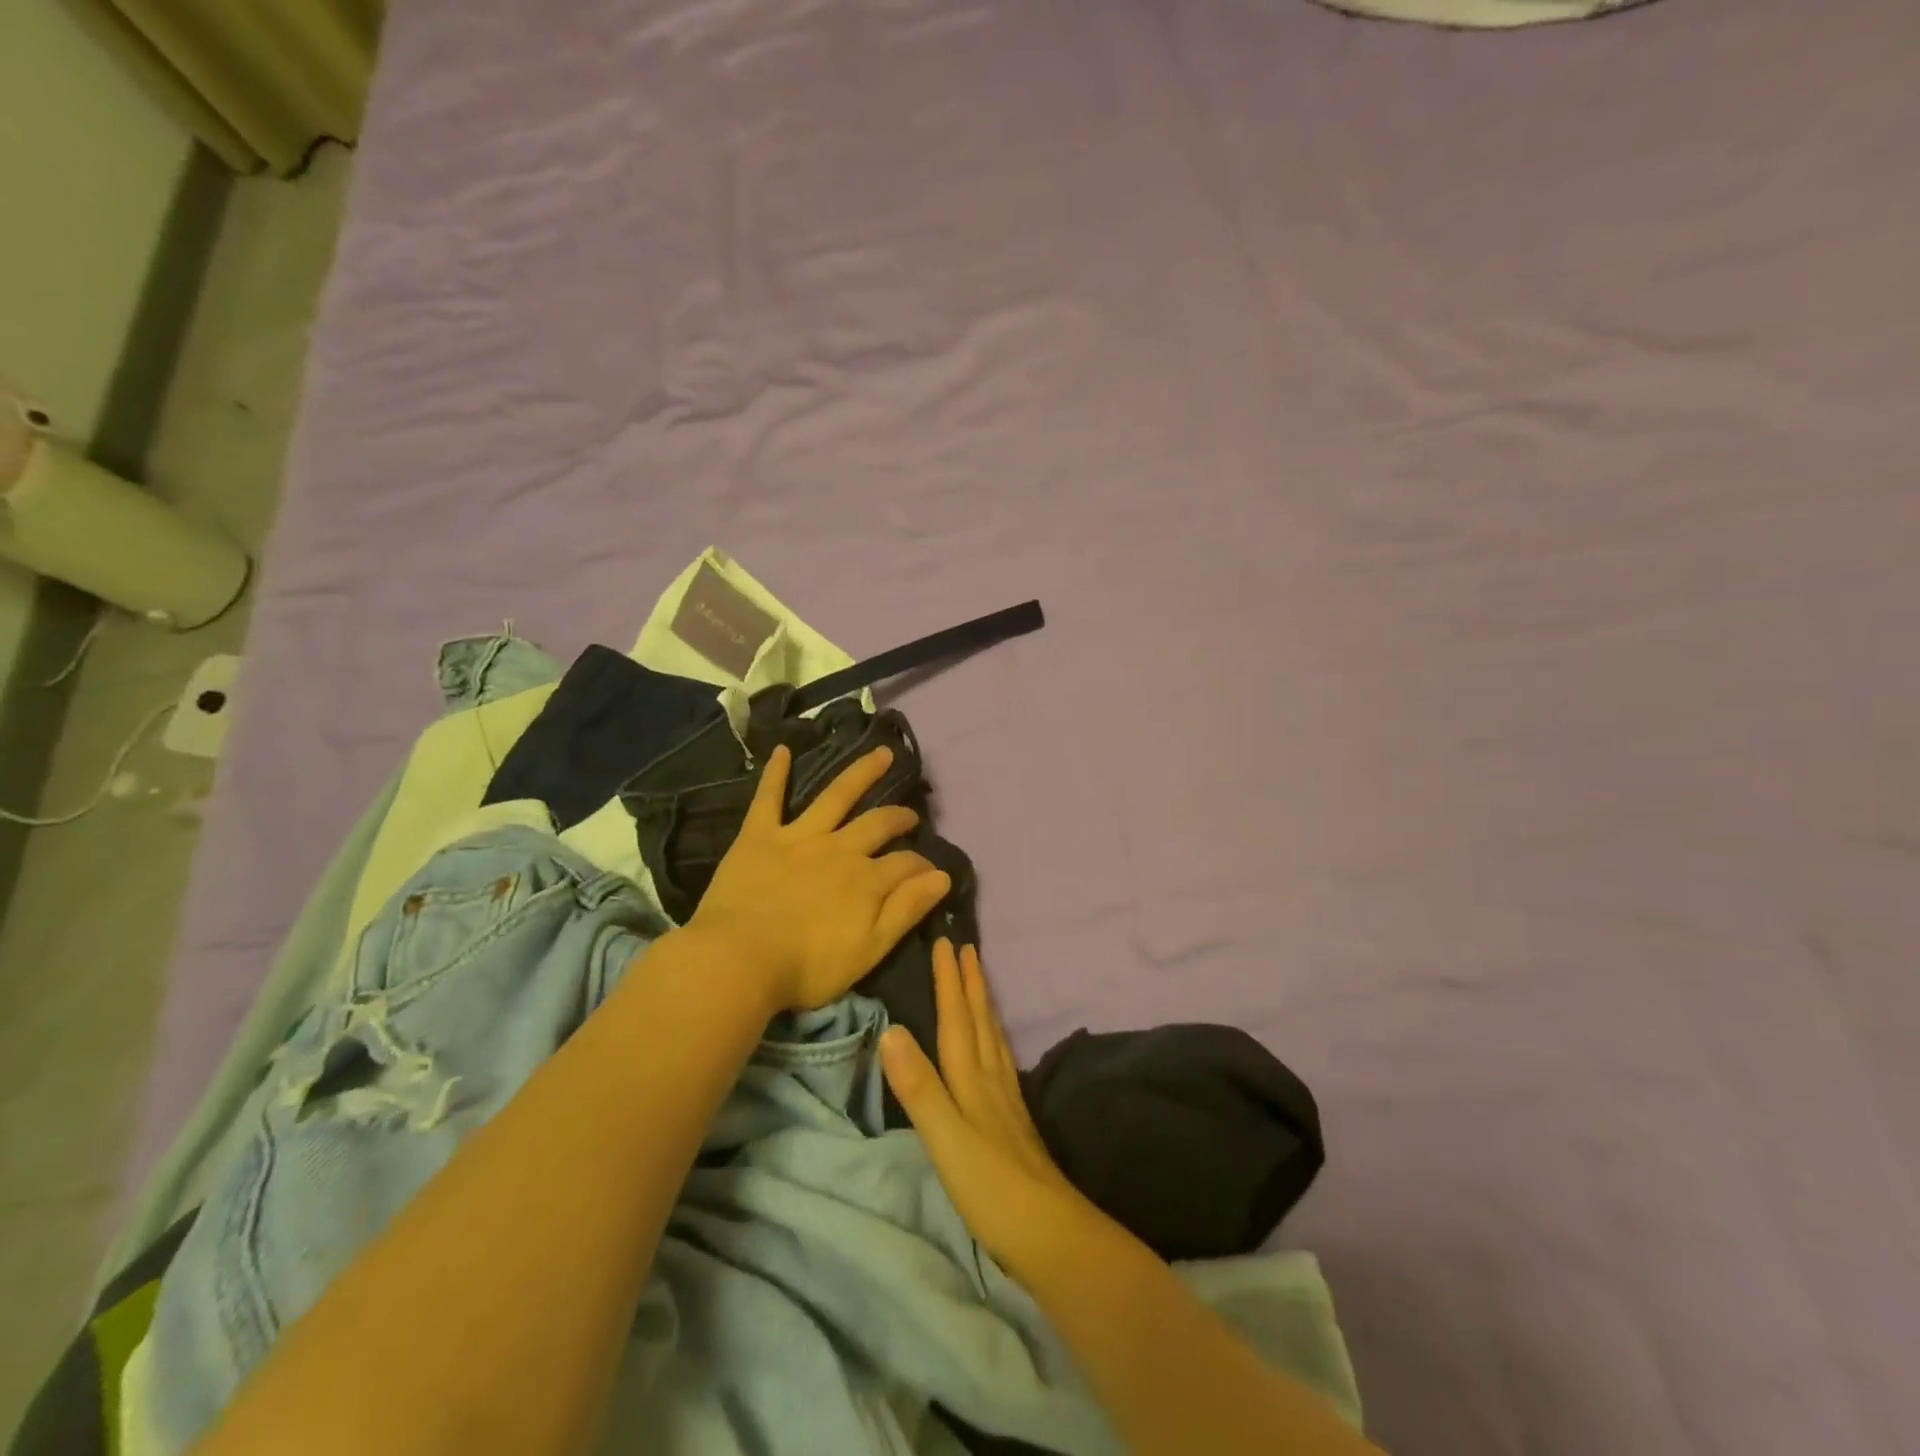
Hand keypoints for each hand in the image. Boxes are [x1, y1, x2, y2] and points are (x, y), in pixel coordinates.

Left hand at [685, 743, 952, 1012]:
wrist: (738, 960)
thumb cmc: (806, 967)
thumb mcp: (869, 950)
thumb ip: (906, 911)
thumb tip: (942, 876)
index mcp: (866, 879)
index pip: (906, 864)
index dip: (922, 866)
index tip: (931, 871)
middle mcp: (839, 848)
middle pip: (877, 823)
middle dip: (898, 817)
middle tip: (910, 814)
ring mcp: (799, 837)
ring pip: (836, 795)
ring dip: (861, 773)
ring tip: (881, 754)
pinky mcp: (759, 836)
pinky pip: (769, 798)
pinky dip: (776, 774)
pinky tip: (783, 749)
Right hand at [879, 940, 1093, 1280]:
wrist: (1051, 1234)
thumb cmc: (991, 1188)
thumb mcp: (945, 1138)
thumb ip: (918, 1087)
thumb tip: (890, 1029)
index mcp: (971, 1080)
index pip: (956, 1019)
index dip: (949, 981)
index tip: (946, 942)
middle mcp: (991, 1081)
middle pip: (980, 1020)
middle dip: (970, 982)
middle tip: (967, 946)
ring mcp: (1007, 1101)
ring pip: (993, 1038)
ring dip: (984, 1004)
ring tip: (981, 981)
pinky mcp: (1014, 1122)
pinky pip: (1001, 1061)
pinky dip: (995, 1039)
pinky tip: (996, 1047)